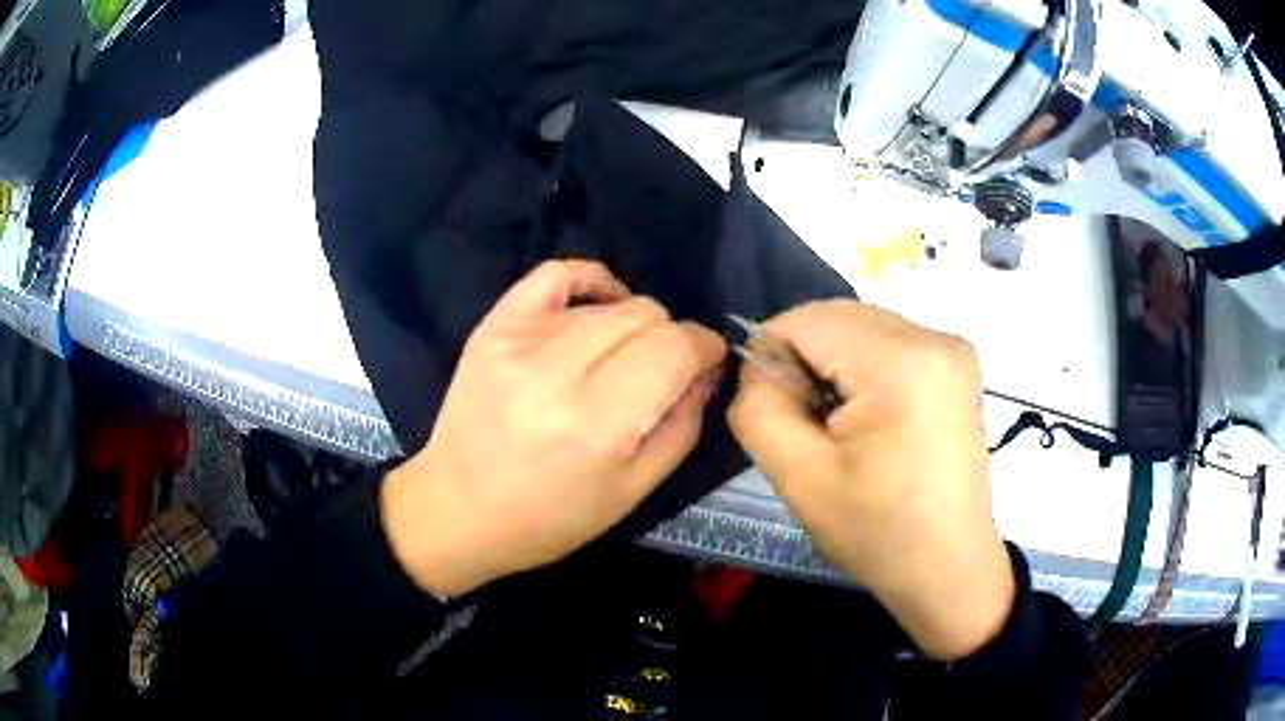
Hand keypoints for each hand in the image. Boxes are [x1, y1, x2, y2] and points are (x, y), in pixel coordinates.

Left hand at [382, 260, 725, 597]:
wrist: (458, 510)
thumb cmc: (549, 518)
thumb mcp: (632, 491)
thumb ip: (682, 424)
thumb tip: (707, 369)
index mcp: (596, 424)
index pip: (674, 350)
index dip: (705, 347)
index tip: (708, 359)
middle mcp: (556, 372)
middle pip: (646, 317)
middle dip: (672, 339)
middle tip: (663, 370)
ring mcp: (519, 341)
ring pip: (610, 304)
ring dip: (634, 326)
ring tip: (622, 360)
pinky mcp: (495, 326)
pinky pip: (557, 274)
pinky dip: (592, 281)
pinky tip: (600, 307)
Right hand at [727, 301, 1012, 659]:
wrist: (947, 568)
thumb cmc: (876, 532)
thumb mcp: (798, 477)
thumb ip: (758, 408)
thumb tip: (758, 366)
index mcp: (901, 362)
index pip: (806, 321)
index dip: (771, 355)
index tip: (770, 409)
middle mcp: (934, 337)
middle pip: (838, 318)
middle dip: (805, 360)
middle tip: (803, 423)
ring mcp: (953, 348)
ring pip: (862, 328)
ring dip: (834, 364)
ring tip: (838, 426)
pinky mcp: (958, 364)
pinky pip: (890, 344)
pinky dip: (864, 369)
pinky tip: (869, 418)